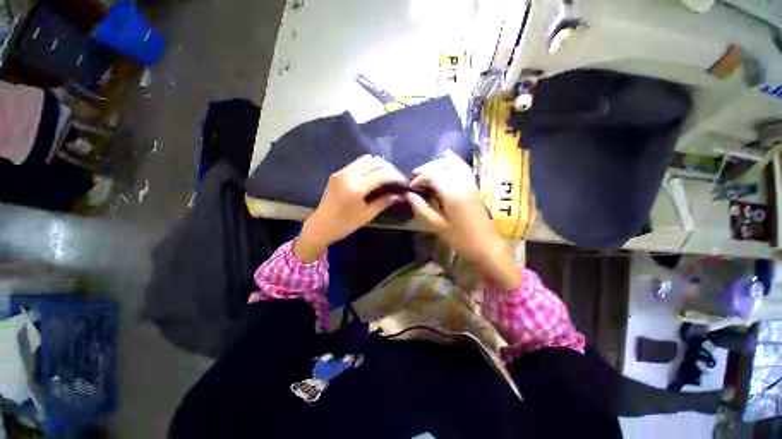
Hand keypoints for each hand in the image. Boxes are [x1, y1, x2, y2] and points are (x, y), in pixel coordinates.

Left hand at [295, 155, 405, 261]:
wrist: (321, 225)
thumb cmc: (345, 224)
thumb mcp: (367, 215)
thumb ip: (384, 202)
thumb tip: (399, 195)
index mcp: (356, 188)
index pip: (381, 175)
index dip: (395, 177)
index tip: (403, 183)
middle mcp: (348, 175)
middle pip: (374, 161)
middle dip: (388, 168)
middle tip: (395, 179)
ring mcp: (341, 172)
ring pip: (365, 159)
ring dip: (378, 166)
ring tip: (385, 178)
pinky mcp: (338, 173)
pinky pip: (357, 164)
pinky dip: (368, 167)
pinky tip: (372, 178)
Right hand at [406, 150, 520, 288]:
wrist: (486, 245)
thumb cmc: (460, 239)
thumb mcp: (438, 226)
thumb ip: (422, 209)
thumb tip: (409, 195)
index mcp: (452, 193)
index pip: (433, 174)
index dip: (420, 178)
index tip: (412, 187)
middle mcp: (462, 183)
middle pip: (442, 166)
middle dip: (426, 169)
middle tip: (415, 178)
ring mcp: (470, 183)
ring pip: (453, 164)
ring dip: (438, 164)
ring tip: (426, 170)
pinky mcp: (474, 186)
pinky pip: (464, 167)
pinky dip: (455, 160)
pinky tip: (448, 156)